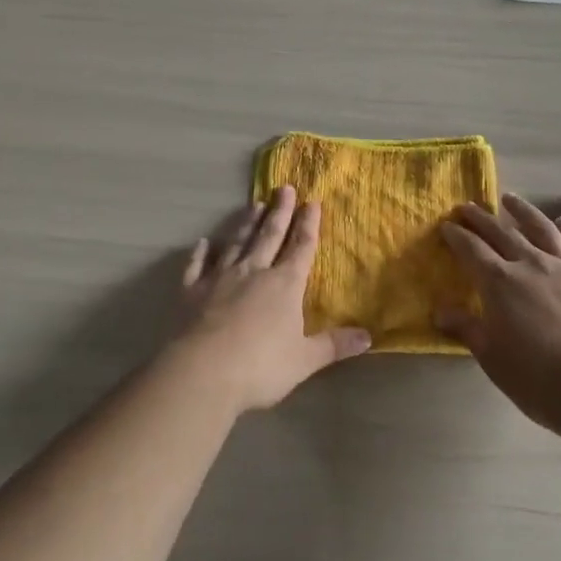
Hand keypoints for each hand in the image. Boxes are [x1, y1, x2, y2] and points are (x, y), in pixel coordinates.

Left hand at [172, 185, 370, 413]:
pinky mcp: (192, 291)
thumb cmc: (260, 366)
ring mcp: (220, 278)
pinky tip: (203, 243)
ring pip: (237, 243)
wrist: (202, 372)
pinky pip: (197, 266)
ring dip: (246, 224)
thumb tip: (368, 337)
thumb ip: (333, 345)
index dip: (308, 225)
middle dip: (280, 212)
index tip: (312, 202)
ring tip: (254, 204)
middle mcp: (254, 271)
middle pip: (269, 236)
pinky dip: (200, 253)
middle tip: (284, 188)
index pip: (301, 247)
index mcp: (284, 284)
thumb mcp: (305, 360)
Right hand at [439, 193, 560, 433]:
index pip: (471, 249)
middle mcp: (531, 263)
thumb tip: (439, 311)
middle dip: (480, 218)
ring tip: (509, 199)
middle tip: (466, 207)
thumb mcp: (492, 358)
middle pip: (500, 232)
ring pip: (542, 227)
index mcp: (500, 282)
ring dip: (522, 210)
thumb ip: (467, 329)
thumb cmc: (539, 380)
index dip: (456, 235)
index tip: (446, 225)